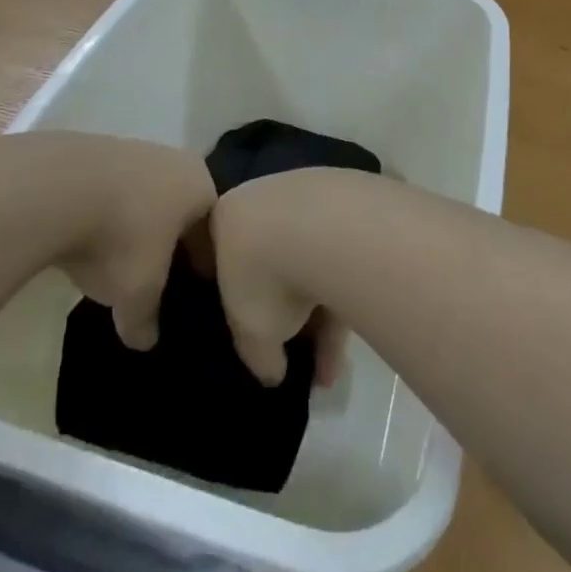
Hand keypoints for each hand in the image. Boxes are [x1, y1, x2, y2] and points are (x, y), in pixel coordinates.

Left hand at [49, 136, 214, 352]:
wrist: (55, 188)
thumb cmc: (120, 237)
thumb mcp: (138, 293)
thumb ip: (147, 319)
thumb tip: (145, 339)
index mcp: (200, 186)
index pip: (212, 229)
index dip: (202, 263)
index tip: (189, 288)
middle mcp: (174, 160)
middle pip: (179, 208)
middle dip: (170, 240)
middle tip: (155, 276)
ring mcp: (133, 149)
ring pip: (144, 195)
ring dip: (135, 224)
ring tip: (115, 259)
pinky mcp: (95, 150)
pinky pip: (111, 189)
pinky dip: (105, 212)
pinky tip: (86, 237)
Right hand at [206, 171, 346, 387]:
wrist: (325, 227)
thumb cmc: (265, 276)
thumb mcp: (250, 334)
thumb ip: (257, 355)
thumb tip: (273, 371)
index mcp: (226, 217)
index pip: (222, 258)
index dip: (232, 296)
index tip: (244, 326)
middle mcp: (264, 200)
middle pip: (269, 261)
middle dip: (283, 315)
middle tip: (294, 356)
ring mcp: (308, 198)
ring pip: (308, 264)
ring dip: (318, 320)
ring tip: (330, 373)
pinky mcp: (348, 206)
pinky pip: (338, 261)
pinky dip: (341, 301)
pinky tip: (347, 350)